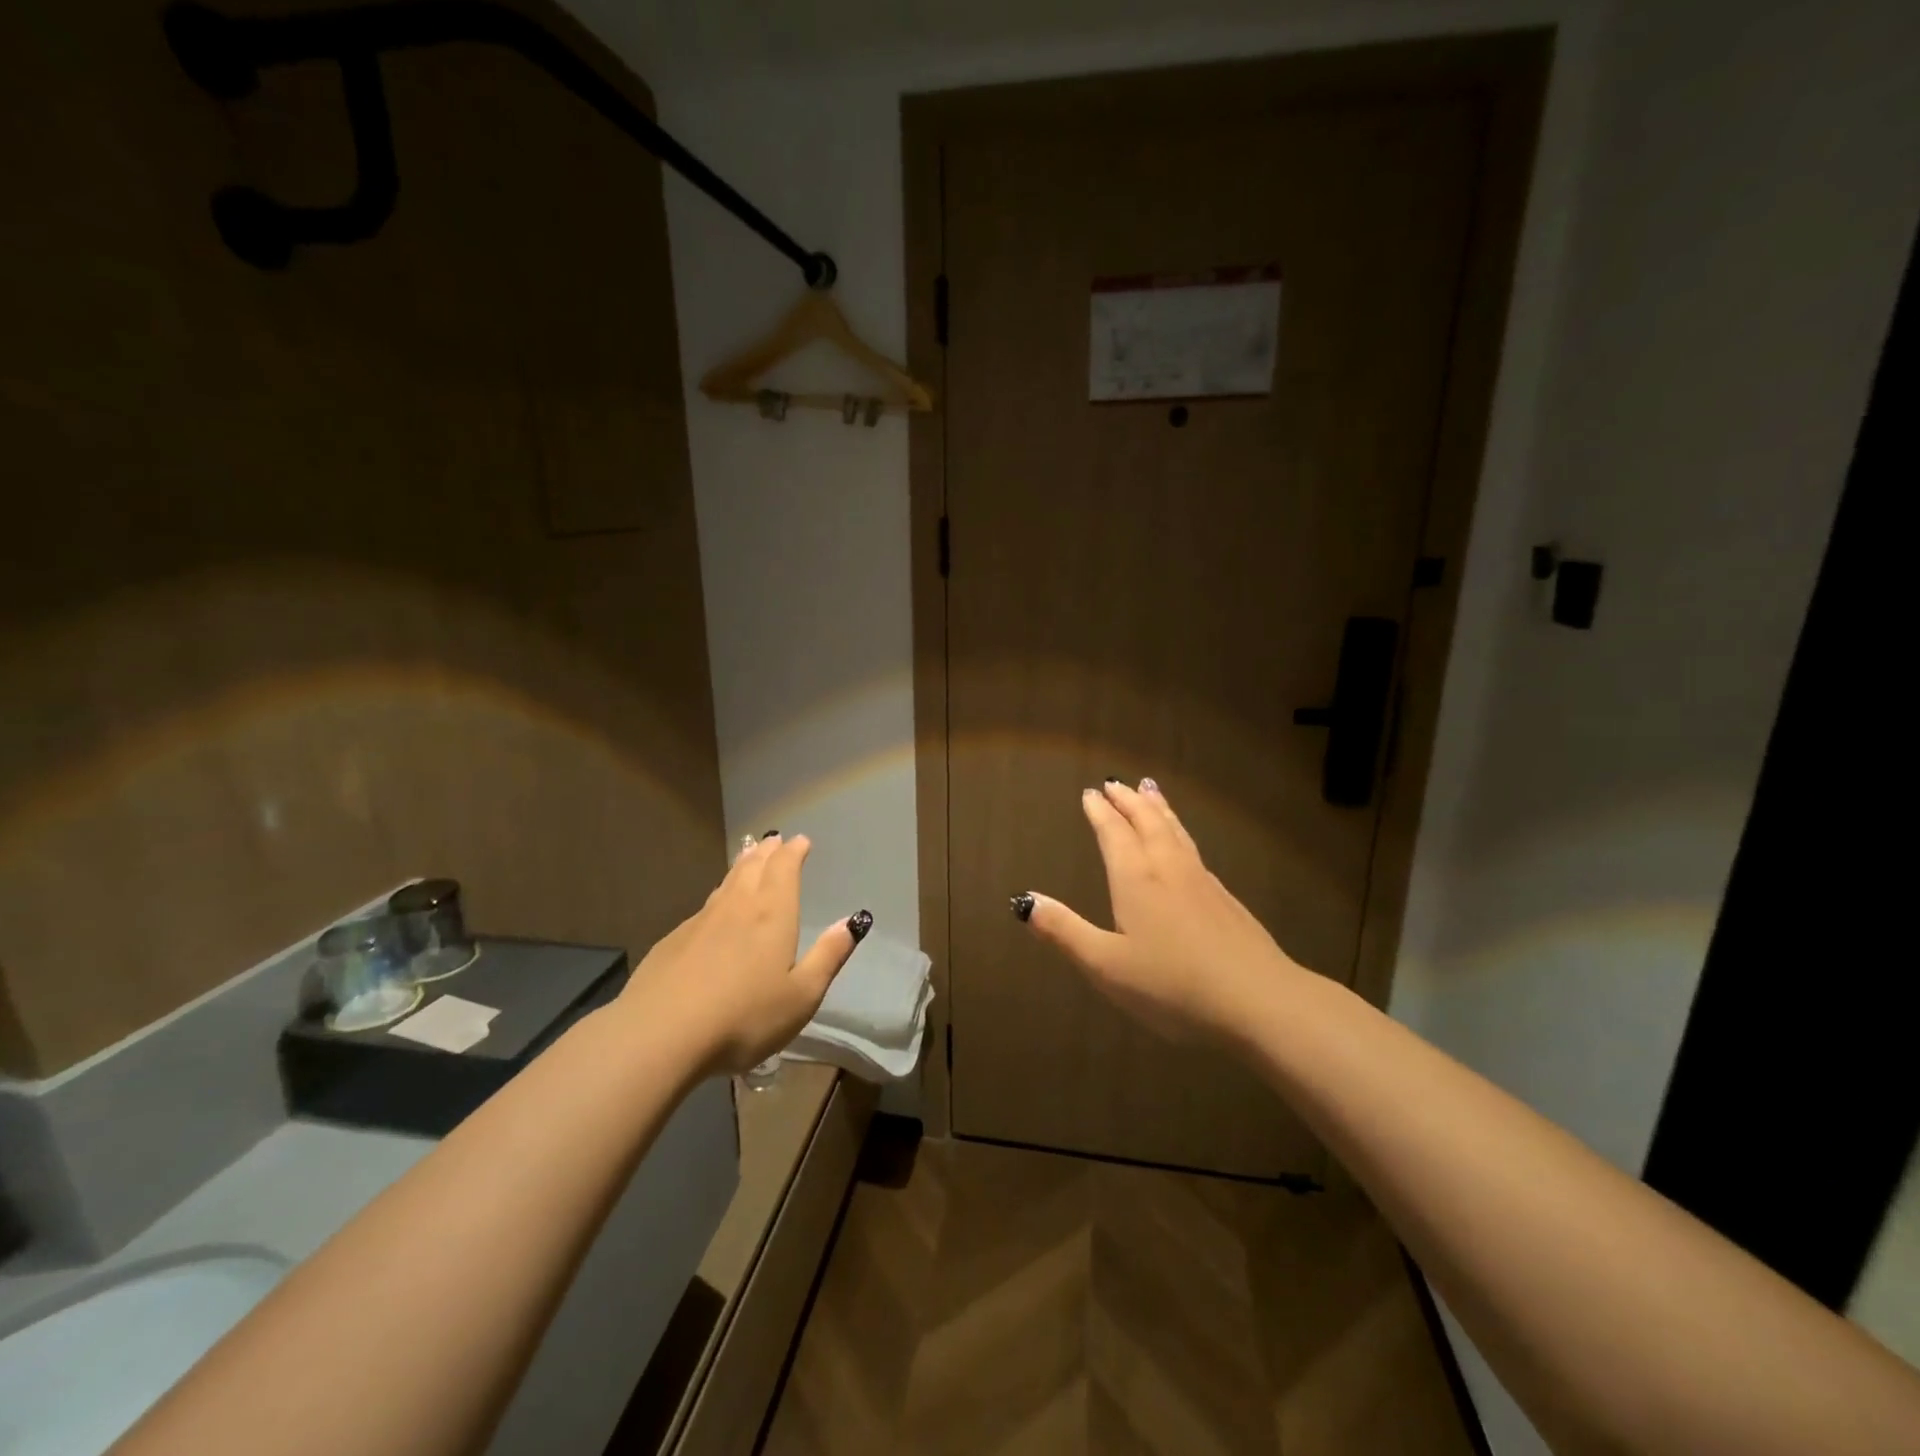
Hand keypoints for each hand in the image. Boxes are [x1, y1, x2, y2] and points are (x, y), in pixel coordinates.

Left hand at [624, 832, 869, 1074]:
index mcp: (772, 914)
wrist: (661, 1035)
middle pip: (753, 868)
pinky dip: (718, 895)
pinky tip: (715, 908)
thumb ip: (828, 956)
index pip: (785, 869)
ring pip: (726, 883)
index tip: (800, 841)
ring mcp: (700, 922)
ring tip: (748, 855)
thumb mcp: (801, 995)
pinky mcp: (673, 942)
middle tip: (774, 840)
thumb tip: (854, 921)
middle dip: (767, 852)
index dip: (793, 852)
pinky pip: (704, 907)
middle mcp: (737, 907)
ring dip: (741, 865)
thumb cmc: (744, 1018)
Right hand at [1016, 779, 1303, 1045]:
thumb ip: (1065, 931)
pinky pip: (1193, 849)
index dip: (1100, 812)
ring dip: (1158, 808)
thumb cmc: (1173, 986)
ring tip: (1150, 790)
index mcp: (1136, 880)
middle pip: (1147, 822)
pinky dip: (1180, 832)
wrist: (1259, 1000)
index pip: (1114, 833)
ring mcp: (1202, 882)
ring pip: (1175, 832)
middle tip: (1116, 783)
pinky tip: (1183, 845)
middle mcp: (1168, 869)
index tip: (1090, 793)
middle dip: (1128, 801)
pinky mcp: (1225, 899)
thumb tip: (1024, 901)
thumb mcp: (1106, 965)